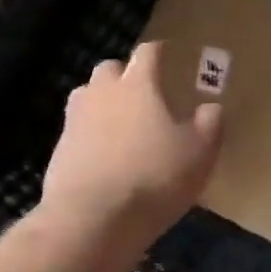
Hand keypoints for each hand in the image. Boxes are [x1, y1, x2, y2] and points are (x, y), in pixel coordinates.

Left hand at [42, 41, 223, 255]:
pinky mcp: (59, 149)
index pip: (148, 53)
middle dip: (125, 74)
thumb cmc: (154, 177)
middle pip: (110, 68)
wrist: (92, 219)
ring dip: (103, 101)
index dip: (160, 51)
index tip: (168, 54)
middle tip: (143, 92)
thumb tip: (211, 108)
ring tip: (121, 122)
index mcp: (138, 84)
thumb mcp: (200, 153)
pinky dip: (89, 134)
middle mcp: (102, 92)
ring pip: (87, 95)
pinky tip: (103, 155)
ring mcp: (75, 119)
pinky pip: (77, 129)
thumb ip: (210, 123)